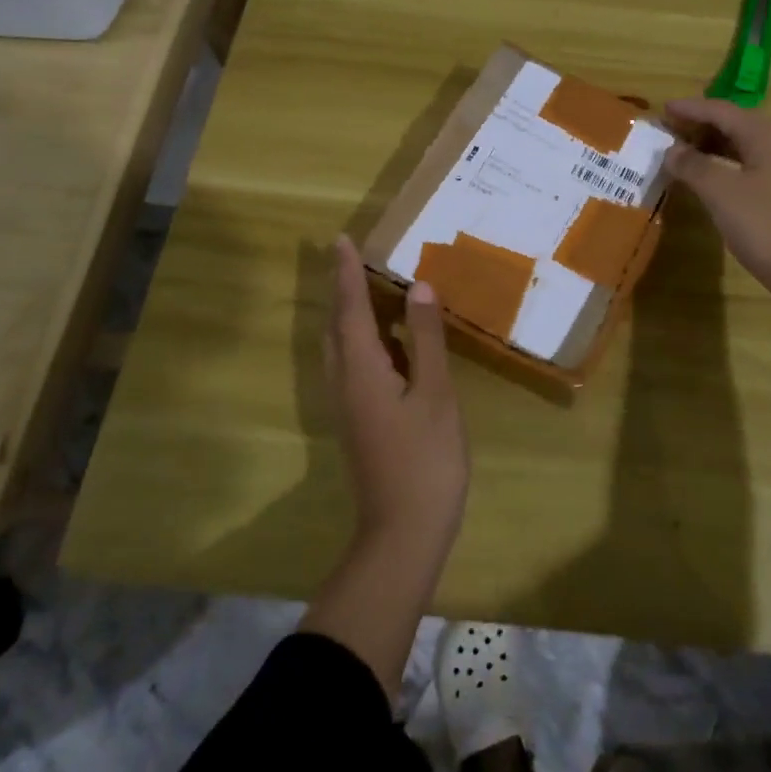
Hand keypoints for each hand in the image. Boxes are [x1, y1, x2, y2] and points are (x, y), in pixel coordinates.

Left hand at [324, 235, 468, 560]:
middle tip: (351, 257)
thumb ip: (425, 339)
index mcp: (361, 369)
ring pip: (341, 347)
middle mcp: (345, 382)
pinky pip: (353, 364)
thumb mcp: (434, 394)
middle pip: (336, 326)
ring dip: (349, 313)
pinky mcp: (358, 420)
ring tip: (367, 287)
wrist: (402, 532)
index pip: (349, 309)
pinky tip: (388, 341)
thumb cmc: (425, 459)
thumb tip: (418, 289)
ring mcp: (348, 405)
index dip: (346, 273)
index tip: (341, 239)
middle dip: (341, 289)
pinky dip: (364, 339)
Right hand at [663, 98, 770, 309]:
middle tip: (670, 131)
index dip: (691, 108)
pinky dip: (723, 166)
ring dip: (711, 146)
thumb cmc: (764, 225)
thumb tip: (672, 150)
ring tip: (682, 153)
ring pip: (742, 147)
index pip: (723, 111)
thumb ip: (694, 166)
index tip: (662, 109)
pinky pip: (747, 167)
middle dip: (701, 125)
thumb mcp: (721, 192)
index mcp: (766, 137)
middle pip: (735, 125)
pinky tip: (707, 180)